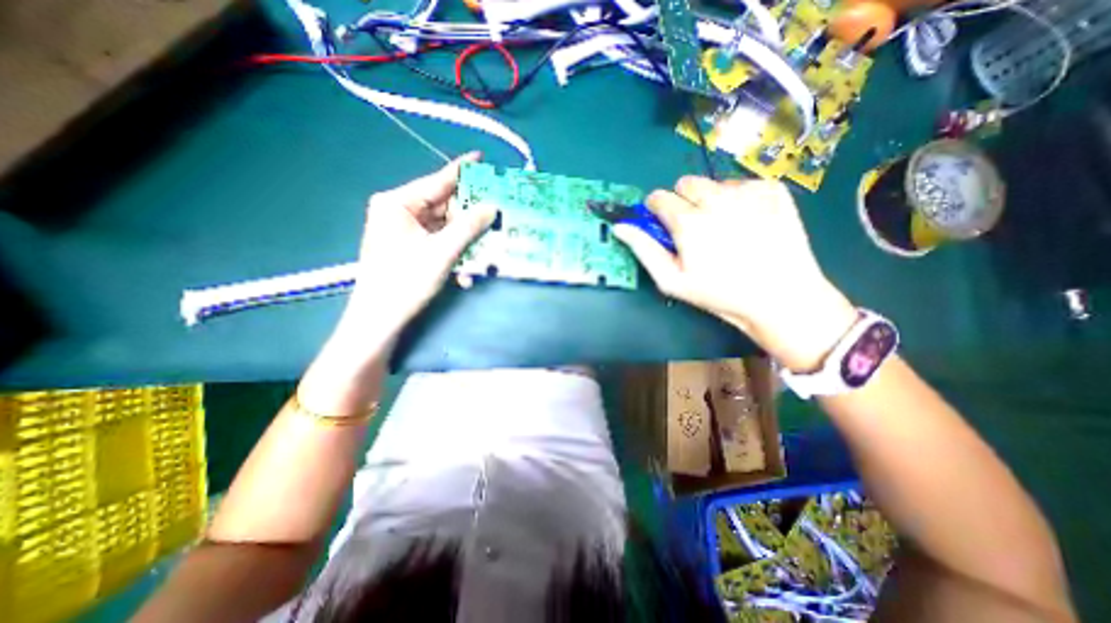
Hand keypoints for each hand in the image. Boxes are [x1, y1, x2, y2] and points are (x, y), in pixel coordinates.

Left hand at [335, 154, 495, 342]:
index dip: (462, 171)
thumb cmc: (406, 280)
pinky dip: (454, 252)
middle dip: (470, 213)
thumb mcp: (442, 252)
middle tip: (497, 208)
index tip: (482, 159)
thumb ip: (469, 226)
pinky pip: (439, 242)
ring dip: (465, 239)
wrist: (380, 319)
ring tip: (489, 241)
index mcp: (398, 203)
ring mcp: (404, 231)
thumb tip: (492, 206)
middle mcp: (399, 212)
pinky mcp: (410, 248)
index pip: (436, 181)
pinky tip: (466, 269)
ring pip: (444, 226)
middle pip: (443, 206)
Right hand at [611, 175, 852, 368]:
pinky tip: (748, 221)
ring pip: (714, 183)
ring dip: (711, 199)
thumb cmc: (719, 293)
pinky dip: (739, 198)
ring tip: (724, 227)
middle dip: (683, 201)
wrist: (780, 297)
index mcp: (688, 221)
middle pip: (685, 183)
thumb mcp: (672, 281)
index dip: (657, 210)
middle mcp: (716, 199)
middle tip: (695, 227)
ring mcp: (748, 192)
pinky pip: (744, 183)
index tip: (664, 224)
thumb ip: (644, 250)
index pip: (659, 197)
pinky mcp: (774, 190)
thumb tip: (620, 227)